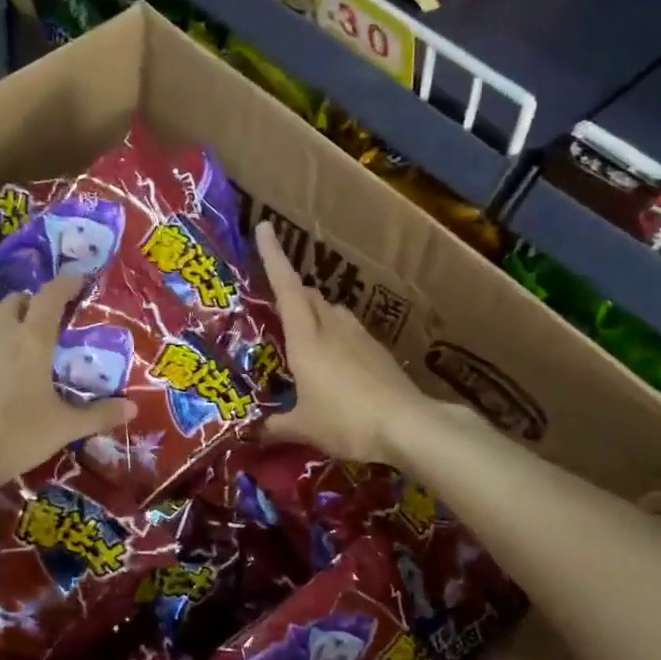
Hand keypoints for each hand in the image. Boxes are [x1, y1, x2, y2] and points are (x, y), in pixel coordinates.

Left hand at [0, 274, 135, 497]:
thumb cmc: (14, 438)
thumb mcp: (63, 429)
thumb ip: (99, 415)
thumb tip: (133, 408)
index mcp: (32, 340)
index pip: (51, 296)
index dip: (66, 283)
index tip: (78, 281)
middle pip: (17, 298)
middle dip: (33, 303)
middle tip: (45, 322)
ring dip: (1, 312)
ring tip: (10, 334)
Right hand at [255, 220, 430, 463]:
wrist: (408, 426)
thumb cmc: (345, 421)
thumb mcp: (304, 427)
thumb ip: (275, 426)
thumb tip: (253, 432)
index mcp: (306, 339)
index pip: (286, 287)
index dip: (273, 257)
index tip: (265, 227)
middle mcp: (332, 328)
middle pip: (309, 296)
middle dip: (291, 291)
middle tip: (275, 302)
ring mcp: (360, 337)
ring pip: (332, 310)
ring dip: (315, 312)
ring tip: (304, 332)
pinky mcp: (378, 352)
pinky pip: (349, 331)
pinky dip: (335, 334)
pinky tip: (335, 359)